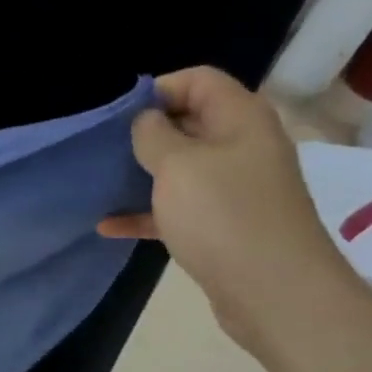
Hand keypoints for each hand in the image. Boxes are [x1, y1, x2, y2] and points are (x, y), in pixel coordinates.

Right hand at [98, 67, 364, 352]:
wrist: (273, 291)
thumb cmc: (223, 215)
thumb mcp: (178, 165)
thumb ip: (153, 134)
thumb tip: (145, 120)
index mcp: (239, 118)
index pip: (198, 80)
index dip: (156, 89)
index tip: (117, 116)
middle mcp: (241, 146)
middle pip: (188, 123)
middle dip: (143, 133)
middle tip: (101, 149)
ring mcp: (233, 188)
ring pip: (179, 169)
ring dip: (140, 175)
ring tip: (98, 183)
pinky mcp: (221, 225)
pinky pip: (176, 208)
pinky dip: (145, 213)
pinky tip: (108, 225)